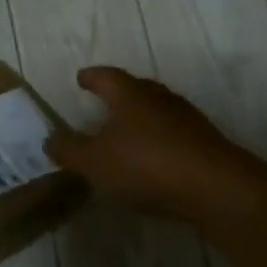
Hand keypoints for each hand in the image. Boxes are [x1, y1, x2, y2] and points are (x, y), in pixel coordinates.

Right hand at [46, 67, 242, 221]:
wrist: (216, 189)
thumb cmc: (147, 165)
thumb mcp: (95, 162)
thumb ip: (70, 150)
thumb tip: (50, 139)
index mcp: (131, 95)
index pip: (106, 76)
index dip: (91, 77)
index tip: (81, 79)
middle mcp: (160, 99)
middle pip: (136, 89)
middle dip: (118, 94)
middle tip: (103, 102)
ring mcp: (187, 120)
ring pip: (157, 111)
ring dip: (140, 119)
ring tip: (125, 134)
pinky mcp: (205, 144)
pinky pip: (173, 135)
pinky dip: (158, 141)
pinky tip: (151, 160)